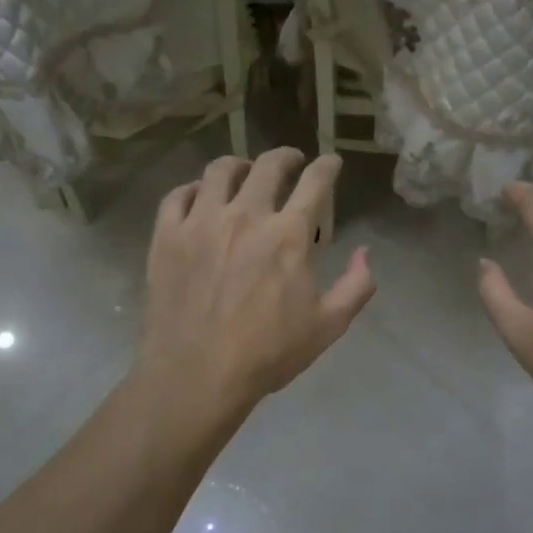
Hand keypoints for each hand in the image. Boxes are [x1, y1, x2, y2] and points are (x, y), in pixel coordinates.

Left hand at [140, 149, 375, 415]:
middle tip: (291, 161)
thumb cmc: (267, 354)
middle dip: (286, 157)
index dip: (327, 166)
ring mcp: (201, 222)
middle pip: (268, 166)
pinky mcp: (167, 236)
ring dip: (239, 165)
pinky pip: (178, 195)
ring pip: (220, 170)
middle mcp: (246, 215)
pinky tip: (200, 196)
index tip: (331, 162)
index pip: (315, 183)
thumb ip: (355, 285)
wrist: (196, 375)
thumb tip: (365, 253)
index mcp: (288, 235)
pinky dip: (194, 189)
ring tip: (244, 172)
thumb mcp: (328, 326)